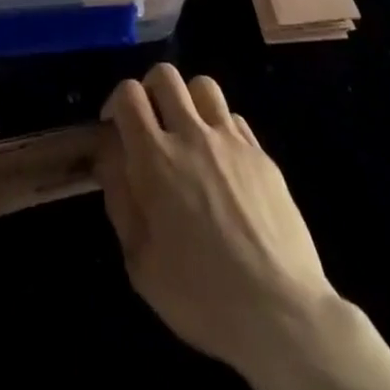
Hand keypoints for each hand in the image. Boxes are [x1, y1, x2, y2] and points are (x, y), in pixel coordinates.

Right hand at [97, 64, 337, 378]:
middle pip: (166, 75)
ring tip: (187, 134)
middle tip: (149, 124)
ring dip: (187, 101)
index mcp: (155, 158)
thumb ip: (119, 198)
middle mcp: (192, 135)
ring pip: (203, 86)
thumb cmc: (200, 296)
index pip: (128, 93)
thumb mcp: (140, 261)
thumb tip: (108, 156)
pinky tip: (221, 162)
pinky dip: (219, 128)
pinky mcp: (263, 155)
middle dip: (149, 90)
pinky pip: (234, 119)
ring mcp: (232, 141)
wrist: (281, 313)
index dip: (116, 101)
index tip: (115, 128)